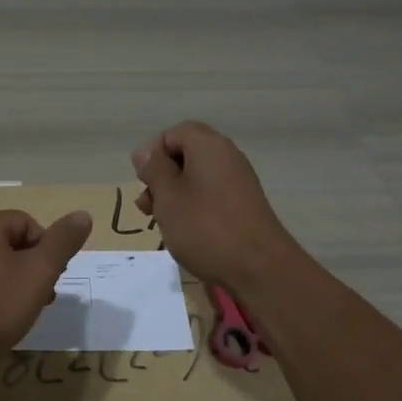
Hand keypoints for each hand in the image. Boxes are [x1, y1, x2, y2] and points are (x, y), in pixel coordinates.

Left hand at [0, 209, 92, 372]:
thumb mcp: (39, 272)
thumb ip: (62, 242)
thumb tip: (83, 214)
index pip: (27, 223)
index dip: (47, 247)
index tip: (53, 277)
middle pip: (11, 243)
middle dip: (34, 267)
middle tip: (44, 295)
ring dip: (17, 283)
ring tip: (27, 311)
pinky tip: (2, 319)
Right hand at [132, 121, 300, 289]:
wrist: (259, 267)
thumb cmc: (205, 227)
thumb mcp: (168, 196)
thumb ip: (154, 170)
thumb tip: (145, 152)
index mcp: (208, 146)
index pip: (174, 133)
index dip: (153, 153)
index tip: (141, 181)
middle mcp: (227, 156)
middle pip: (186, 154)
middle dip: (161, 176)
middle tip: (146, 206)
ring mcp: (239, 180)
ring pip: (197, 177)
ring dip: (173, 194)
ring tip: (160, 222)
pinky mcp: (244, 204)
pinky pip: (211, 194)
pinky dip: (193, 206)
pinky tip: (183, 231)